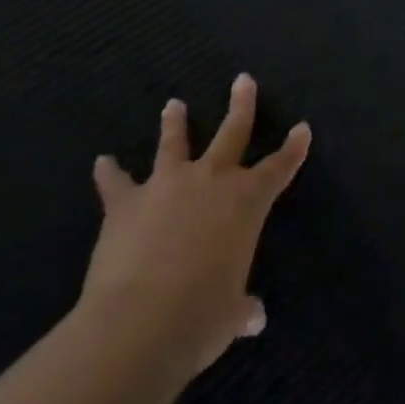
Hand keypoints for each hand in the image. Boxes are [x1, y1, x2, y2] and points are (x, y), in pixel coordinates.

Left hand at [83, 74, 310, 376]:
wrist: (140, 322)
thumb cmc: (201, 318)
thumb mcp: (229, 316)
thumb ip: (241, 309)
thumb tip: (254, 318)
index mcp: (247, 201)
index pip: (279, 167)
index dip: (293, 148)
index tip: (302, 128)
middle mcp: (212, 180)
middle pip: (232, 132)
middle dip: (241, 105)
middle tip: (243, 80)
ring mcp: (168, 185)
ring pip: (174, 143)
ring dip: (174, 124)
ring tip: (172, 105)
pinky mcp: (127, 202)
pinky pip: (116, 183)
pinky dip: (109, 173)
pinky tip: (102, 163)